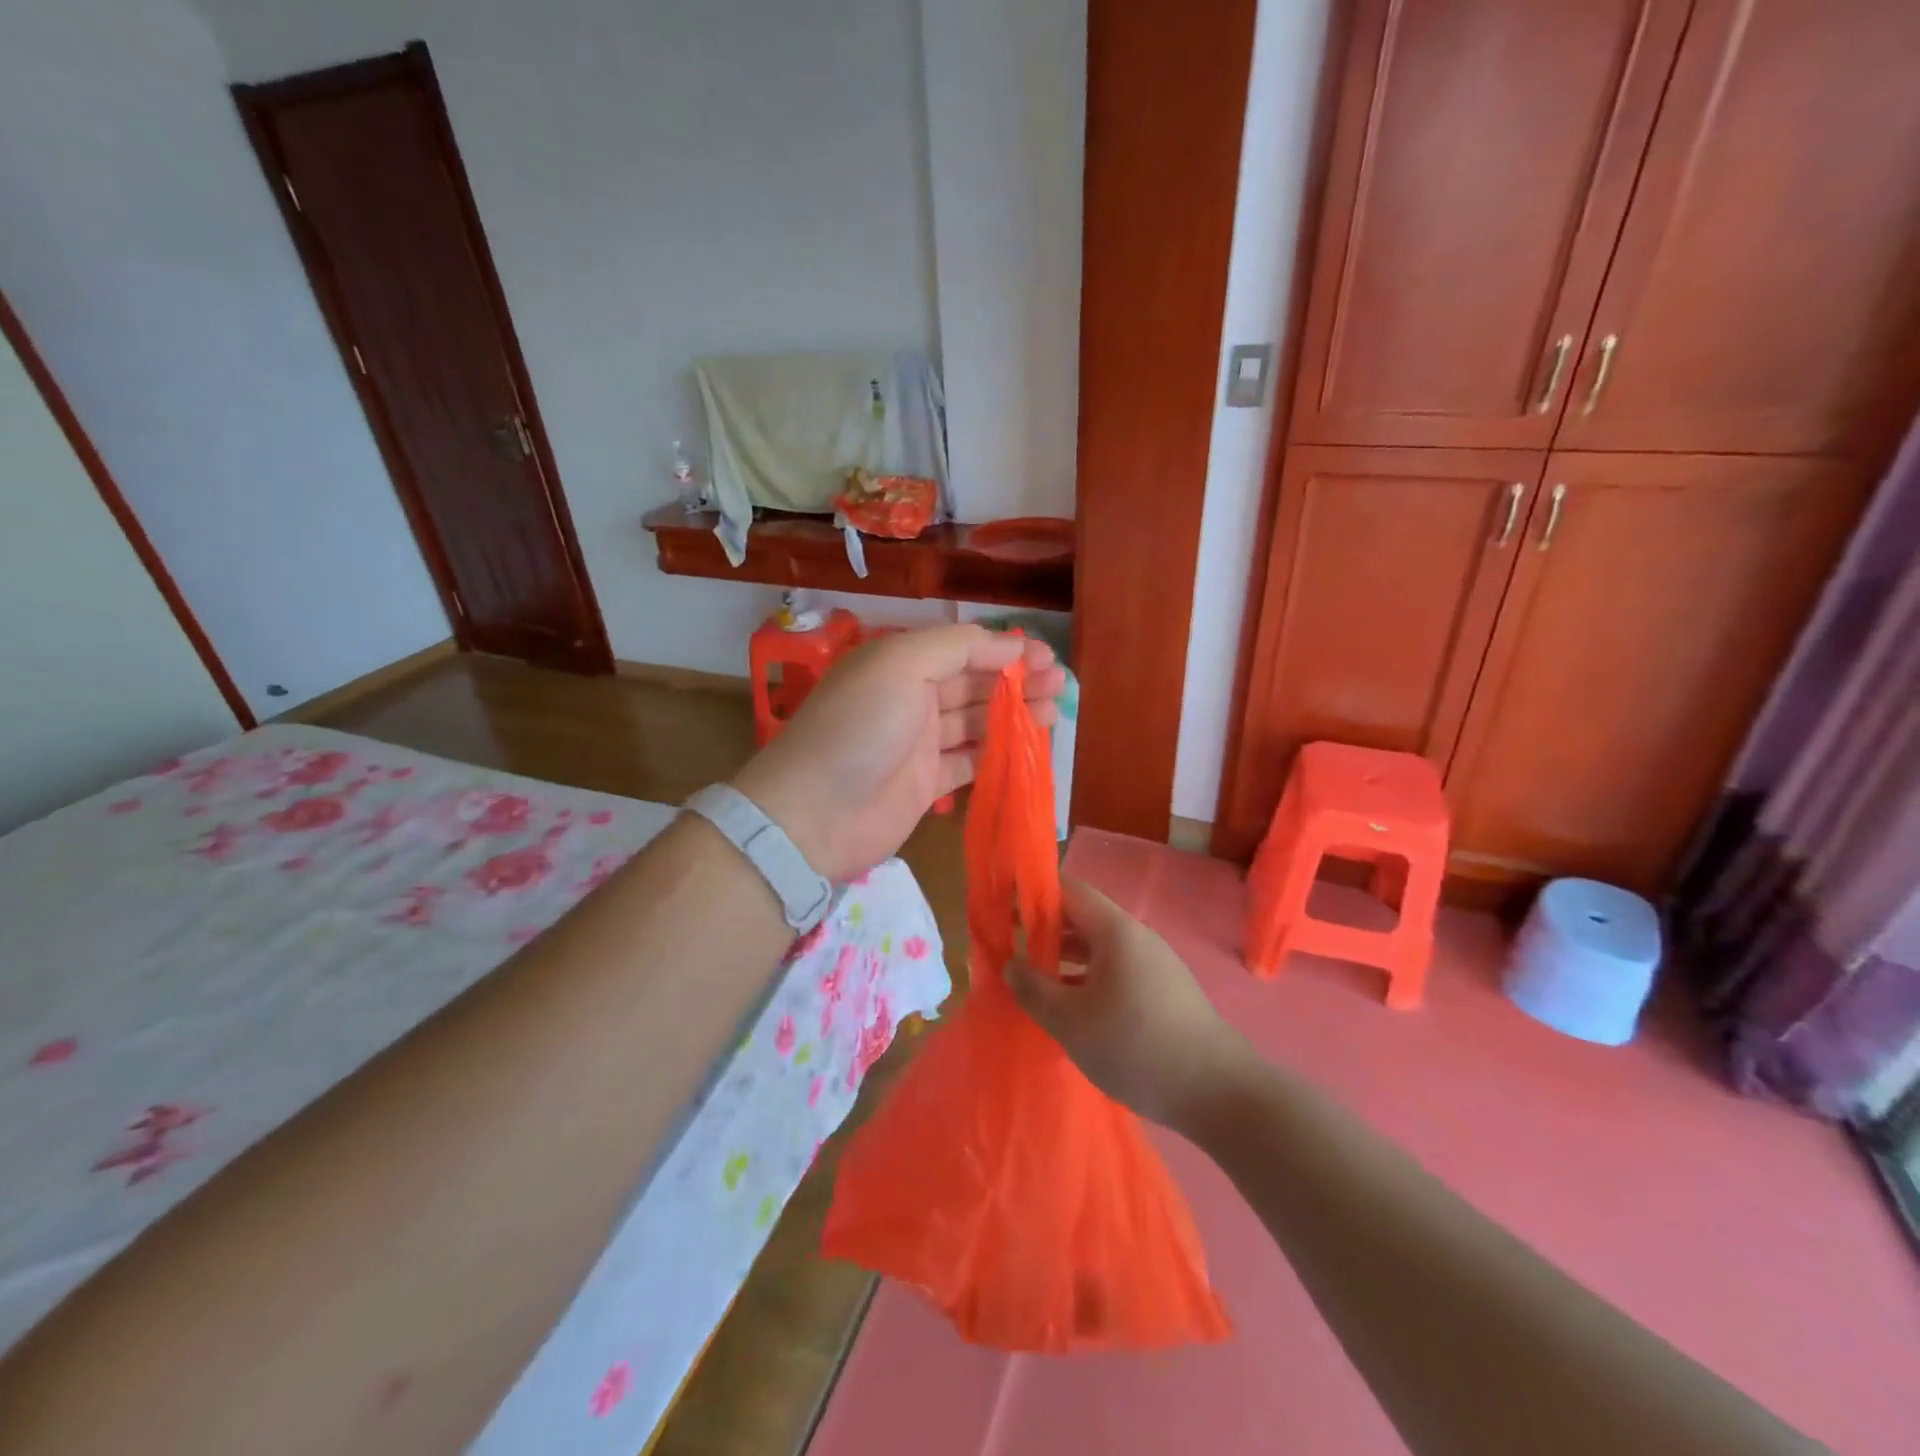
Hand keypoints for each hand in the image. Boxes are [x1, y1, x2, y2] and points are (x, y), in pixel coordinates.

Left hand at [730, 623, 1064, 882]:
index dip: (1004, 649)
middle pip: (974, 683)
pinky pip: (971, 760)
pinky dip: (999, 751)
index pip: (962, 648)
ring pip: (977, 721)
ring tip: (1053, 713)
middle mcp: (911, 698)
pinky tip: (1028, 746)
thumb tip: (1009, 643)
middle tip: (1059, 685)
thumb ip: (956, 647)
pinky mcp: (927, 782)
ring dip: (1014, 714)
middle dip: (1017, 680)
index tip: (1046, 656)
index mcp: (901, 663)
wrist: (814, 815)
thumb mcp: (900, 666)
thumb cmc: (858, 728)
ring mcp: (919, 743)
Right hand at [1004, 879, 1253, 1131]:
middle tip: (1010, 951)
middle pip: (1082, 918)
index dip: (1034, 894)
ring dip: (1064, 958)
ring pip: (1098, 947)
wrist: (1217, 1092)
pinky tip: (1072, 1008)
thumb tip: (1011, 964)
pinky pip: (1115, 969)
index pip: (1068, 890)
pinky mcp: (1163, 990)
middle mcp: (1136, 937)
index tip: (1003, 910)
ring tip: (1034, 982)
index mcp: (1115, 931)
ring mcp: (1153, 963)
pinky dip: (1087, 977)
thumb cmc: (1136, 1047)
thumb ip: (1033, 989)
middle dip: (1044, 930)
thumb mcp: (1071, 1022)